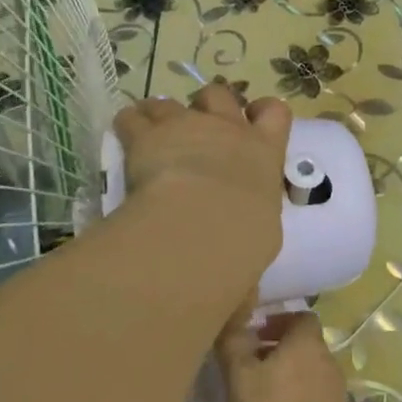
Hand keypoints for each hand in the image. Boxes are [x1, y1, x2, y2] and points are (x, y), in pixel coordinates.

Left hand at [112, 81, 291, 287]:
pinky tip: (124, 136)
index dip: (264, 112)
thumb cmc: (245, 240)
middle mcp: (228, 131)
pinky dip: (129, 123)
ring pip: (172, 102)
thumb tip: (241, 306)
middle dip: (209, 104)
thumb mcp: (258, 247)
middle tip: (197, 126)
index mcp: (264, 155)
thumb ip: (248, 260)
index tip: (253, 119)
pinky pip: (134, 117)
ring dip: (163, 113)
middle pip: (220, 95)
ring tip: (153, 131)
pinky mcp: (149, 134)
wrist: (205, 223)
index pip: (276, 114)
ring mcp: (187, 126)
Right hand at [214, 310, 348, 401]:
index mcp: (308, 343)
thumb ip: (234, 342)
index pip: (301, 317)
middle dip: (280, 348)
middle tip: (251, 364)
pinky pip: (315, 396)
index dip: (279, 321)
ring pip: (310, 370)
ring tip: (260, 392)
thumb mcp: (238, 375)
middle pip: (305, 344)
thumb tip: (234, 320)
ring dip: (289, 373)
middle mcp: (329, 360)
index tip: (256, 336)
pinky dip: (298, 397)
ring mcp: (337, 391)